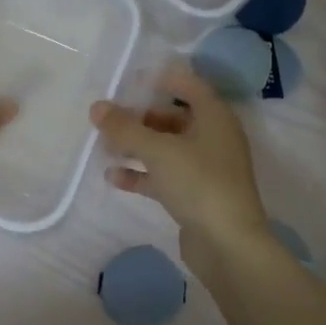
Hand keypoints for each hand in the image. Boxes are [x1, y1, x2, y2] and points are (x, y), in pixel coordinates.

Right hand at [90, 61, 270, 283]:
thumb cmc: (199, 183)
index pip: (189, 85)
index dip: (161, 79)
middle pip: (174, 117)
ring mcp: (205, 168)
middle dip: (140, 117)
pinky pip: (164, 175)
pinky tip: (113, 176)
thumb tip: (96, 107)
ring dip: (137, 146)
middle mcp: (213, 138)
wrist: (229, 245)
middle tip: (109, 119)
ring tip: (104, 146)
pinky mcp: (195, 195)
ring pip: (166, 148)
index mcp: (214, 117)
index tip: (130, 81)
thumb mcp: (158, 151)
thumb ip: (125, 128)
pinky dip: (141, 173)